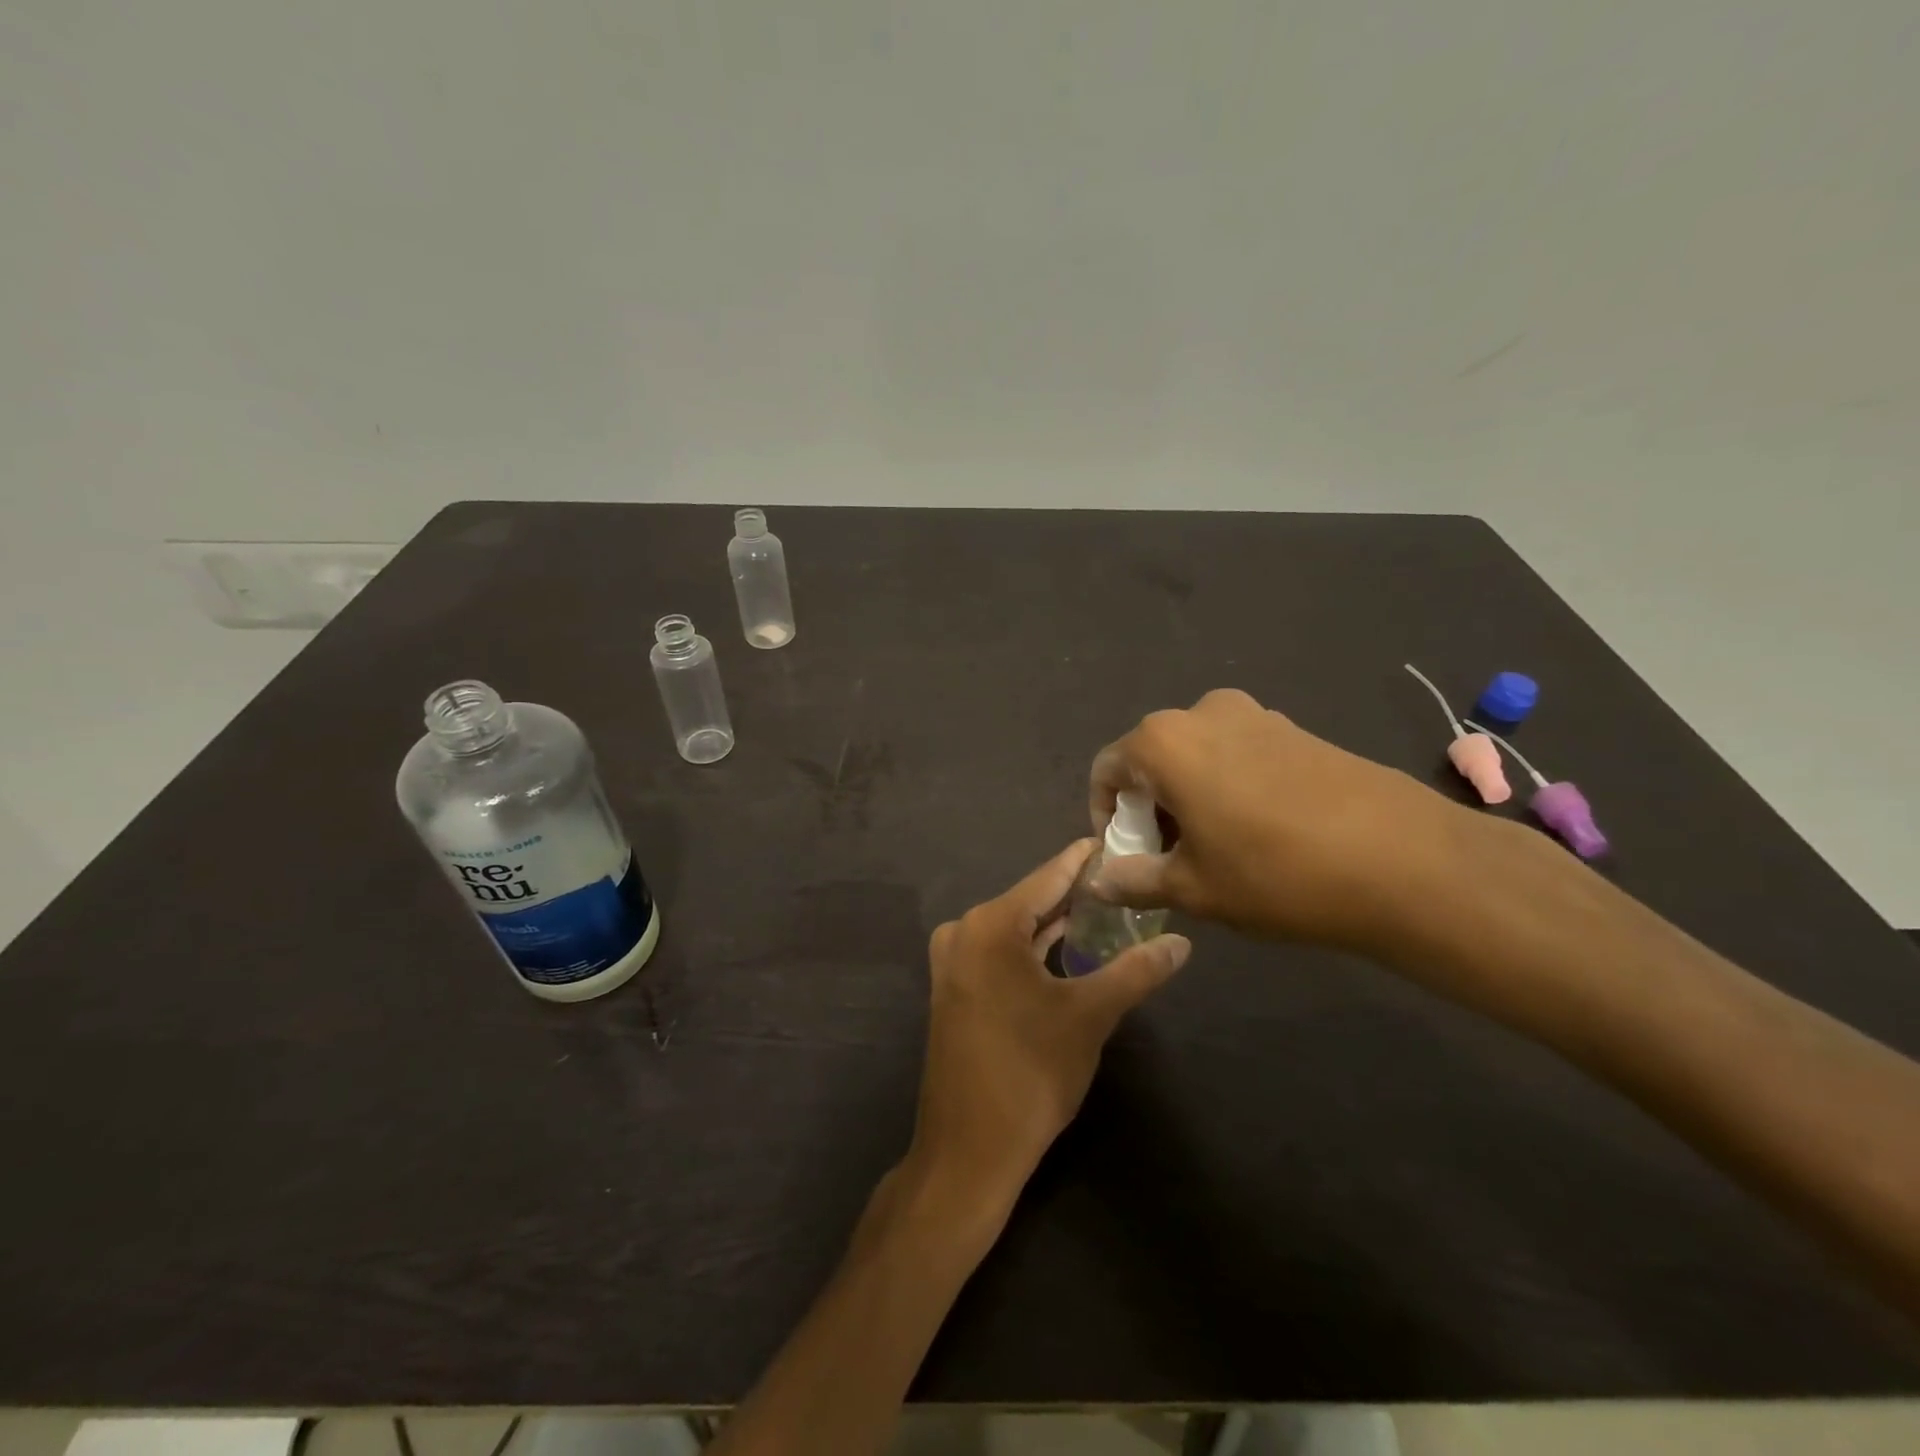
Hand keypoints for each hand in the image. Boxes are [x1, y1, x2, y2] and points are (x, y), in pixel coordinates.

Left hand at [906, 841, 1192, 1222]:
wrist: (969, 1149)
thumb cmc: (1031, 1074)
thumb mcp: (1090, 1017)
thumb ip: (1136, 971)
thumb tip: (1182, 943)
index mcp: (990, 925)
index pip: (1048, 877)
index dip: (1083, 860)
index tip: (1114, 839)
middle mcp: (964, 932)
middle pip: (1029, 901)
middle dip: (1074, 892)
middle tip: (1122, 879)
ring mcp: (953, 962)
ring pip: (1014, 928)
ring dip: (1054, 922)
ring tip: (1103, 908)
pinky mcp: (953, 989)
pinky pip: (999, 952)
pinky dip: (1032, 947)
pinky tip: (1064, 948)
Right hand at [1088, 688, 1487, 956]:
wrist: (1406, 861)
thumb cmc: (1275, 874)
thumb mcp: (1193, 888)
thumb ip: (1133, 880)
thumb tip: (1096, 882)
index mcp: (1163, 742)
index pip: (1106, 771)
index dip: (1106, 817)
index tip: (1126, 858)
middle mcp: (1202, 713)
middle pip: (1151, 759)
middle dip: (1149, 808)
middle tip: (1169, 859)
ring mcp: (1256, 715)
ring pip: (1197, 756)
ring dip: (1189, 798)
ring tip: (1216, 850)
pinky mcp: (1296, 729)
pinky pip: (1238, 754)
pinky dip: (1228, 787)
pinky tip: (1259, 833)